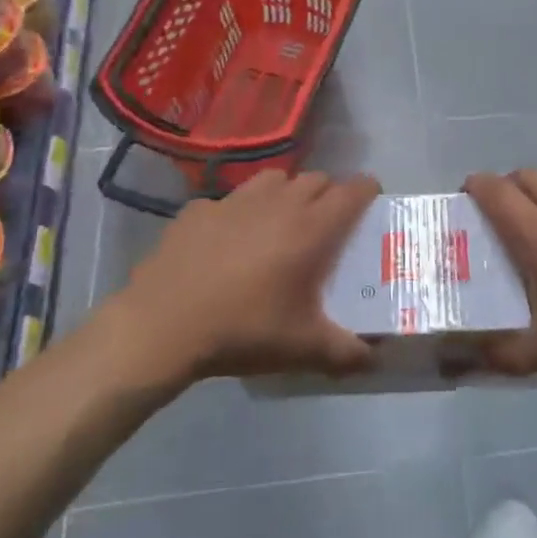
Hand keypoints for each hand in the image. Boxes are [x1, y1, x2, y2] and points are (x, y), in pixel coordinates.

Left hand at [116, 170, 380, 382]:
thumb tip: (374, 358)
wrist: (162, 326)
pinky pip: (229, 200)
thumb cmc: (243, 330)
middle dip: (328, 194)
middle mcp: (277, 203)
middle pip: (316, 179)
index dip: (367, 190)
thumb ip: (345, 352)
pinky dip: (239, 212)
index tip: (371, 200)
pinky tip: (227, 241)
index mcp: (310, 228)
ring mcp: (234, 200)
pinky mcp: (198, 208)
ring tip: (280, 221)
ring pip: (274, 179)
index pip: (351, 191)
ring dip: (286, 192)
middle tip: (326, 223)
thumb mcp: (301, 349)